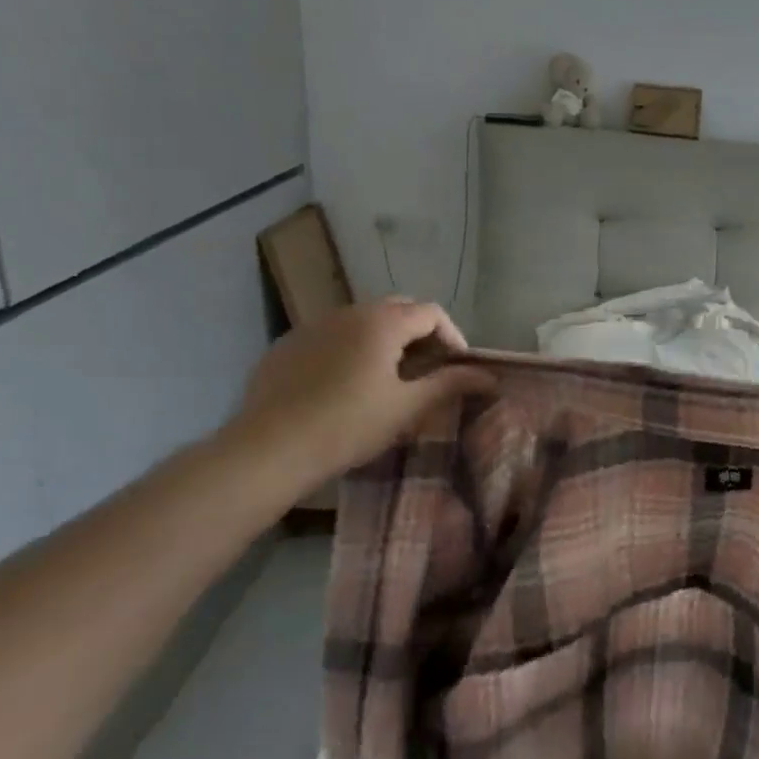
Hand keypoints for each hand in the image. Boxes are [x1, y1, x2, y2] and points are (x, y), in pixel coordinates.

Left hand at [225, 299, 493, 490]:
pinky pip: (331, 336)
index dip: (453, 338)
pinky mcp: (287, 345)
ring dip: (386, 340)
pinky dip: (350, 349)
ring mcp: (314, 326)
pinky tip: (345, 385)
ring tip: (389, 378)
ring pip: (363, 321)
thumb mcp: (407, 407)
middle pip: (398, 309)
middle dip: (420, 334)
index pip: (432, 313)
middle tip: (427, 370)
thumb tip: (490, 376)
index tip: (457, 370)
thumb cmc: (349, 425)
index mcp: (383, 322)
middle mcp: (349, 312)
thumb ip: (450, 384)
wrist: (268, 450)